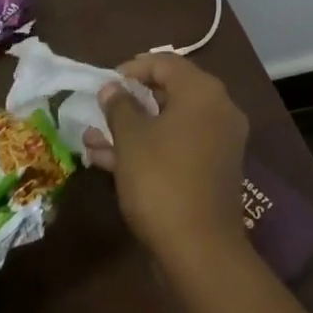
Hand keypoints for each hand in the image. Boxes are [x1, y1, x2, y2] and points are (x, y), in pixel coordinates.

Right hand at [82, 53, 248, 267]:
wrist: (199, 248)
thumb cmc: (161, 180)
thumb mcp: (131, 138)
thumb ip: (119, 106)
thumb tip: (113, 88)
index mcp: (203, 93)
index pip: (166, 63)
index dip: (133, 68)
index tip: (105, 82)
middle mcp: (218, 111)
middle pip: (170, 92)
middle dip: (130, 102)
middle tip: (100, 108)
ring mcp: (219, 143)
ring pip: (170, 124)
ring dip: (132, 129)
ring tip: (92, 138)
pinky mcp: (213, 171)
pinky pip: (177, 148)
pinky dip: (148, 149)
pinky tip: (107, 161)